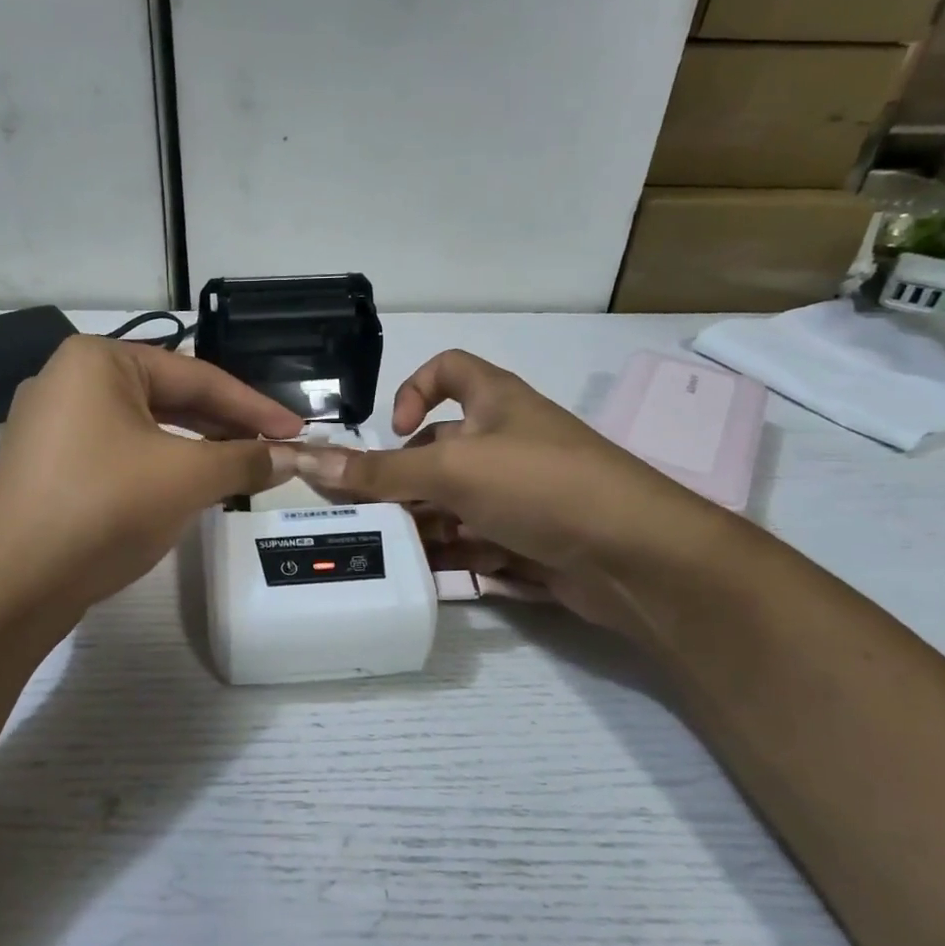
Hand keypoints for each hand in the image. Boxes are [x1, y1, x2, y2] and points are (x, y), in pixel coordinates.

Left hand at [0, 336, 304, 613]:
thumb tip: (291, 457)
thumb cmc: (104, 508)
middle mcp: (67, 380)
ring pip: (142, 428)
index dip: (253, 406)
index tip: (297, 430)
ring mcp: (50, 424)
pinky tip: (185, 487)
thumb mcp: (186, 478)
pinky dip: (157, 466)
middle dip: (223, 426)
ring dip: (193, 448)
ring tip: (237, 468)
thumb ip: (244, 460)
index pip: (196, 376)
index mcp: (97, 360)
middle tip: (272, 450)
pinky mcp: (46, 465)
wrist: (12, 584)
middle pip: (167, 397)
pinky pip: (116, 453)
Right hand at [287, 350, 736, 637]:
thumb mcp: (452, 469)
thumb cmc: (541, 485)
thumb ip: (379, 471)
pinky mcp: (532, 537)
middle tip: (371, 513)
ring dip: (424, 523)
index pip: (449, 369)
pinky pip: (478, 538)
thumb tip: (307, 460)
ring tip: (393, 551)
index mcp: (496, 402)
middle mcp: (509, 441)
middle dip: (405, 480)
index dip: (414, 388)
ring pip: (456, 501)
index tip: (393, 430)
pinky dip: (452, 553)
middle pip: (441, 449)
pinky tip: (427, 576)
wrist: (638, 557)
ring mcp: (523, 493)